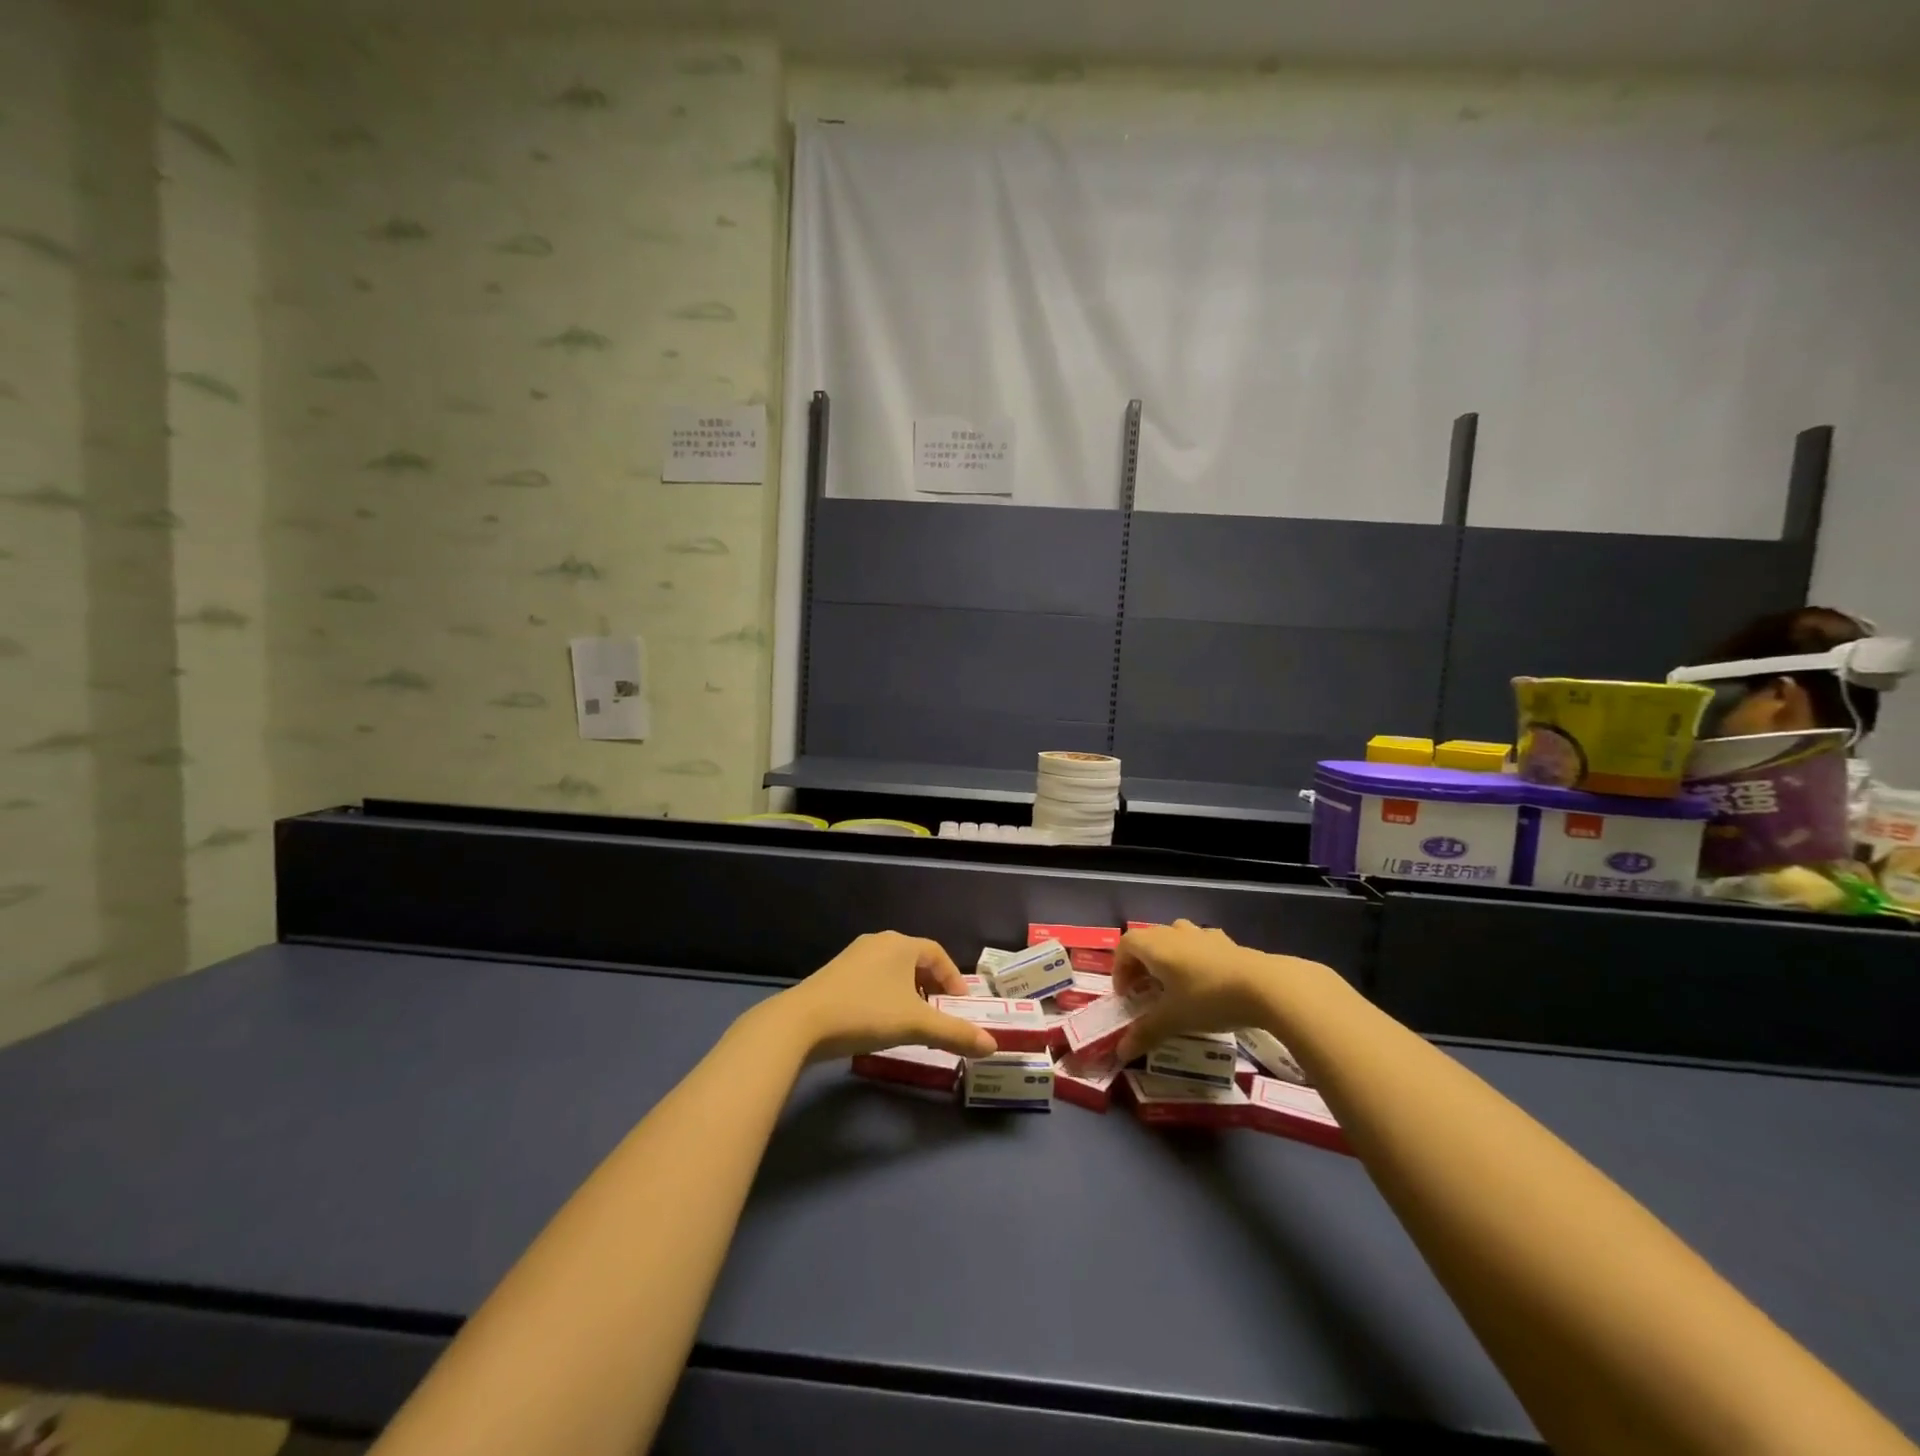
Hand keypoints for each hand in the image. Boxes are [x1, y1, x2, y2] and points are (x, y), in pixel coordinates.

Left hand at [771, 932, 999, 1062]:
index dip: (953, 979)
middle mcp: (878, 942)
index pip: (938, 954)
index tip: (960, 1006)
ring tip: (914, 1021)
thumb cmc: (866, 1013)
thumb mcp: (915, 1025)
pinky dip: (886, 995)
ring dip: (909, 992)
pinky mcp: (835, 974)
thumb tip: (992, 1046)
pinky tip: (881, 1021)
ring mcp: (853, 956)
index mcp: (900, 944)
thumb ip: (955, 1034)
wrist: (801, 1023)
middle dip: (932, 986)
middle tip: (940, 1014)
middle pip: (915, 960)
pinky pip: (872, 979)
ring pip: (892, 970)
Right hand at [1113, 919, 1291, 1061]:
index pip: (1125, 946)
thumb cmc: (1208, 998)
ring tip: (1174, 984)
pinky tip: (1206, 980)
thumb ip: (1146, 1033)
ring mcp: (1202, 934)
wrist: (1265, 986)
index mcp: (1155, 946)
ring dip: (1167, 958)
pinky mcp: (1226, 941)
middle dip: (1141, 965)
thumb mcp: (1174, 1019)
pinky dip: (1194, 958)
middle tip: (1145, 992)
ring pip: (1174, 938)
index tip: (1126, 995)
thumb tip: (1120, 1052)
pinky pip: (1200, 944)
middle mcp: (1174, 933)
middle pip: (1148, 941)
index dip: (1119, 968)